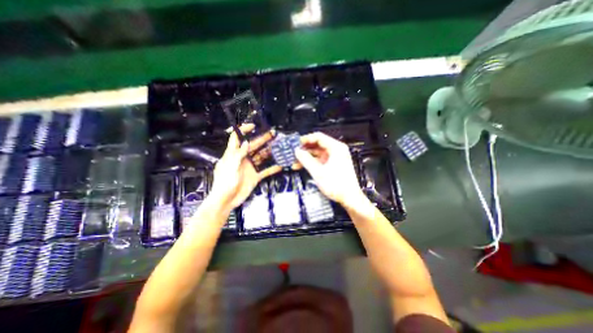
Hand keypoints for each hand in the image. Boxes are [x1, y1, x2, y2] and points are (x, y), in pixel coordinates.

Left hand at [210, 124, 280, 212]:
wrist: (226, 201)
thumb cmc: (224, 183)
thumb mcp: (230, 167)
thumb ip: (238, 155)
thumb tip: (246, 142)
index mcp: (233, 154)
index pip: (236, 138)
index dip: (243, 130)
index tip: (253, 126)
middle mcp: (243, 159)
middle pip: (253, 146)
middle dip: (262, 139)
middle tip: (273, 134)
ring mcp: (250, 167)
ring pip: (261, 157)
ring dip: (269, 152)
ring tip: (279, 147)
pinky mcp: (255, 176)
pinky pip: (265, 171)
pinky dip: (272, 169)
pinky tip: (280, 166)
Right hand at [294, 133, 363, 208]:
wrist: (349, 198)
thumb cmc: (336, 184)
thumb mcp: (318, 172)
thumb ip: (306, 160)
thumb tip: (296, 151)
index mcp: (336, 148)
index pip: (318, 137)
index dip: (306, 139)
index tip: (295, 143)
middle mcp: (336, 150)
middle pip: (317, 144)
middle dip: (304, 149)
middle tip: (292, 152)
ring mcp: (334, 157)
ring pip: (317, 153)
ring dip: (306, 156)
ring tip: (294, 161)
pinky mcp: (332, 164)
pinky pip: (320, 159)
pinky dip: (311, 162)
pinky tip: (301, 166)